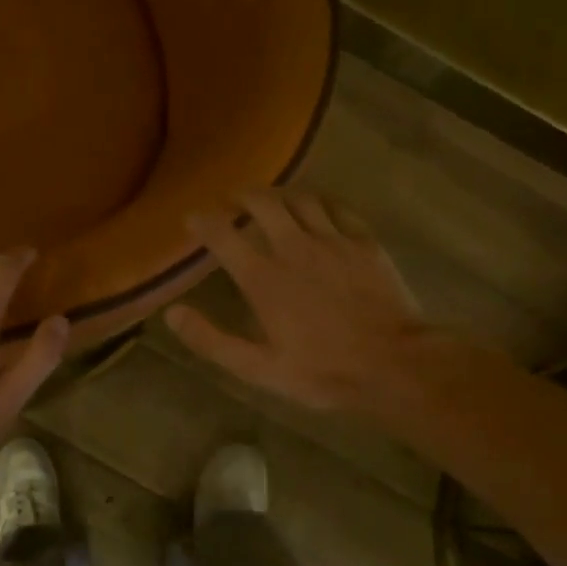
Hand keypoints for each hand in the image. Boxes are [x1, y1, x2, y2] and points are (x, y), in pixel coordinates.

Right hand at [167, 191, 446, 415]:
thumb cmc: (322, 371)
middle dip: (241, 195)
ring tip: (271, 199)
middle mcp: (294, 248)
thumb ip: (211, 340)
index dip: (203, 222)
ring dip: (280, 194)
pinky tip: (319, 207)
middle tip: (231, 200)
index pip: (223, 235)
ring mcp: (333, 241)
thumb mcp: (257, 368)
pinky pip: (339, 208)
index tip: (192, 218)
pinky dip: (321, 202)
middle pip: (263, 203)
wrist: (393, 364)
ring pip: (301, 199)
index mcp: (264, 278)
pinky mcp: (365, 243)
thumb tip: (173, 314)